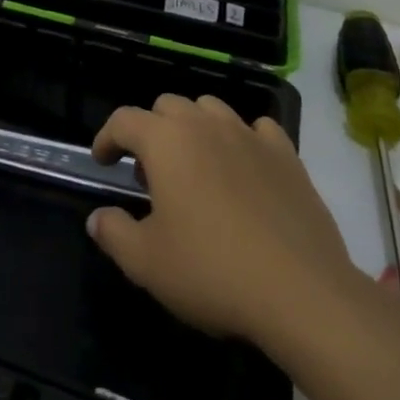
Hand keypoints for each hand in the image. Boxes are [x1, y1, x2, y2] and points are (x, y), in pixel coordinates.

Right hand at [86, 94, 353, 344]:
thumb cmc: (212, 271)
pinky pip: (258, 129)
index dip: (106, 137)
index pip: (124, 120)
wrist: (302, 292)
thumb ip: (113, 233)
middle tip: (150, 174)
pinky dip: (243, 140)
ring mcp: (249, 135)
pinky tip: (245, 170)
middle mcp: (205, 125)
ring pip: (210, 109)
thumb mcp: (146, 262)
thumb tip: (97, 217)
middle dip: (151, 131)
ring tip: (196, 168)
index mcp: (166, 141)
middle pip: (167, 106)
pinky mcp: (287, 155)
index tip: (103, 162)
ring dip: (194, 128)